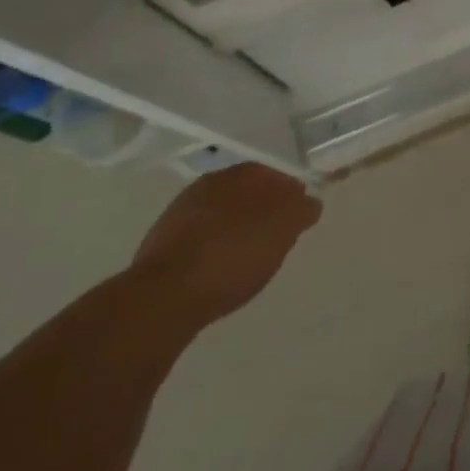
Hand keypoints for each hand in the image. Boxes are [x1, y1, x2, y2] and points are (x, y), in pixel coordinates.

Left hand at [130, 164, 321, 328]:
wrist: (163, 297)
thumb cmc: (233, 255)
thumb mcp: (283, 230)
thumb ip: (301, 210)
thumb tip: (308, 201)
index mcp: (241, 173)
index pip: (274, 173)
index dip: (289, 192)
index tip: (298, 214)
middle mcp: (209, 183)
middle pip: (246, 192)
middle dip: (262, 208)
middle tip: (276, 235)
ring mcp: (180, 213)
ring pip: (220, 214)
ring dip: (235, 227)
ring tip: (248, 256)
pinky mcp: (161, 244)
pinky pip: (199, 237)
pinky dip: (213, 246)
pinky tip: (218, 268)